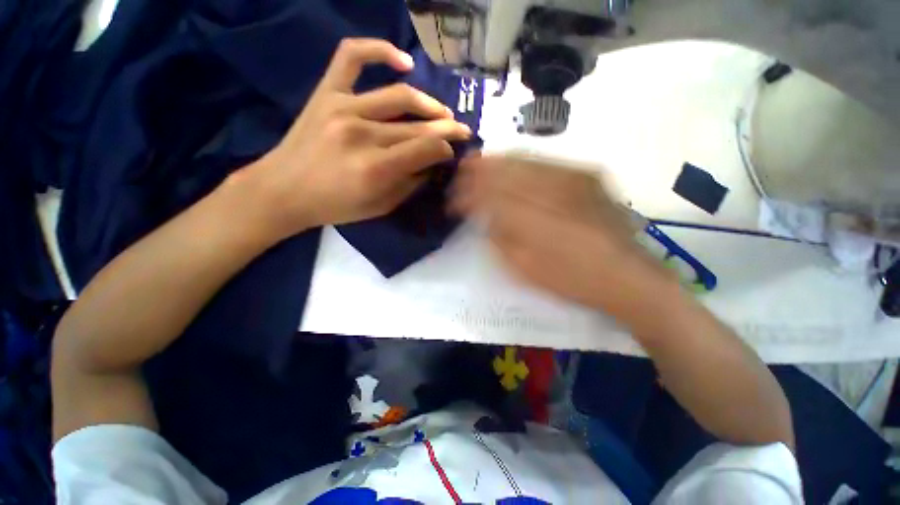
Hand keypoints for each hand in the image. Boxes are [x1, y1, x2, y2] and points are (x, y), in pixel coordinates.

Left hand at [246, 38, 471, 239]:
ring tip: (442, 113)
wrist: (283, 190)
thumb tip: (432, 165)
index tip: (452, 152)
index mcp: (376, 169)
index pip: (427, 149)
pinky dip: (380, 50)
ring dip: (430, 104)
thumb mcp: (380, 207)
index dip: (446, 149)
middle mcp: (362, 134)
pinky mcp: (326, 93)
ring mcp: (343, 107)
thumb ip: (410, 184)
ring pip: (400, 96)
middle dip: (447, 128)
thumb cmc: (335, 206)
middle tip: (461, 130)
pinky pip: (352, 56)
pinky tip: (403, 62)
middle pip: (418, 126)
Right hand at [451, 154, 675, 311]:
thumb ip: (501, 239)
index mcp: (532, 218)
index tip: (453, 200)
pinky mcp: (587, 175)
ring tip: (478, 164)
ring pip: (523, 159)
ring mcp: (573, 177)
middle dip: (477, 171)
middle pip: (504, 171)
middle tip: (461, 174)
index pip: (489, 196)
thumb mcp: (525, 269)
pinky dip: (521, 161)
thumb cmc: (571, 280)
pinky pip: (545, 161)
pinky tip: (510, 165)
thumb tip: (485, 217)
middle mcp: (551, 190)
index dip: (468, 195)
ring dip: (497, 161)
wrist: (627, 276)